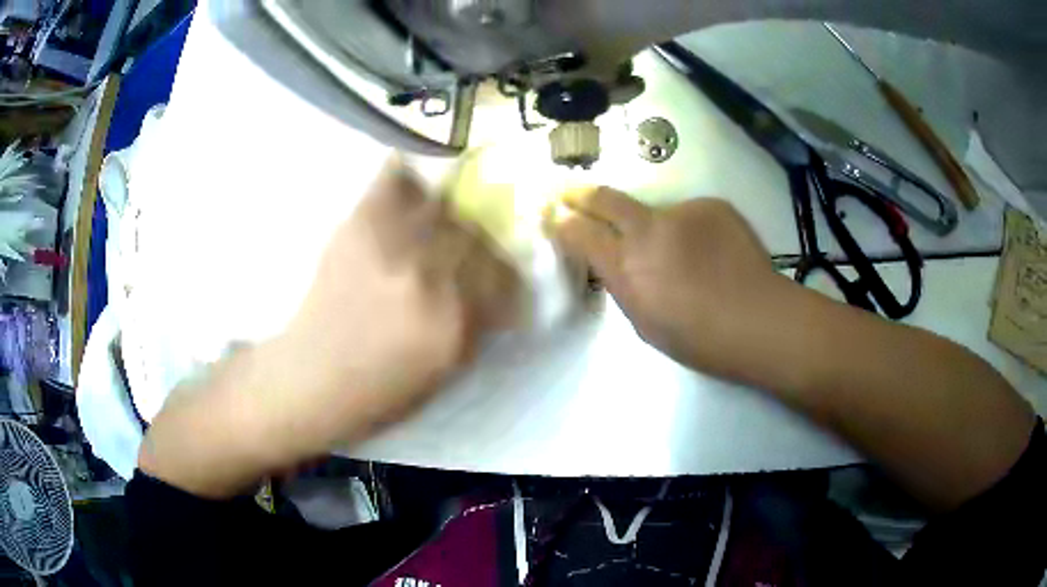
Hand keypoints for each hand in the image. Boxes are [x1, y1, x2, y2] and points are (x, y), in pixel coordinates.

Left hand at [140, 161, 517, 496]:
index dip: (509, 266)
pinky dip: (407, 174)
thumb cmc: (373, 394)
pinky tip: (414, 177)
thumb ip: (475, 327)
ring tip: (446, 210)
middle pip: (477, 233)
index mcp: (453, 325)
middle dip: (483, 235)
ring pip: (443, 204)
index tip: (505, 264)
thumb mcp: (441, 376)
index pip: (505, 274)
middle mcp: (428, 279)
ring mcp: (391, 247)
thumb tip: (497, 289)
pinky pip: (394, 182)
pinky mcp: (358, 226)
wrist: (306, 380)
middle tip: (476, 237)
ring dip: (451, 207)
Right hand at [553, 188, 780, 380]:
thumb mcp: (645, 323)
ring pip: (656, 211)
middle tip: (574, 195)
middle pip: (606, 198)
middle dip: (584, 195)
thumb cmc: (699, 339)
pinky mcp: (712, 205)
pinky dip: (694, 230)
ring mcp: (682, 211)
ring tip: (685, 254)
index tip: (555, 217)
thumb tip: (618, 262)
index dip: (563, 223)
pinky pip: (691, 214)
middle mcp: (647, 229)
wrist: (758, 320)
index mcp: (626, 266)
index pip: (579, 232)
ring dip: (657, 226)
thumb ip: (626, 285)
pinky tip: (713, 252)